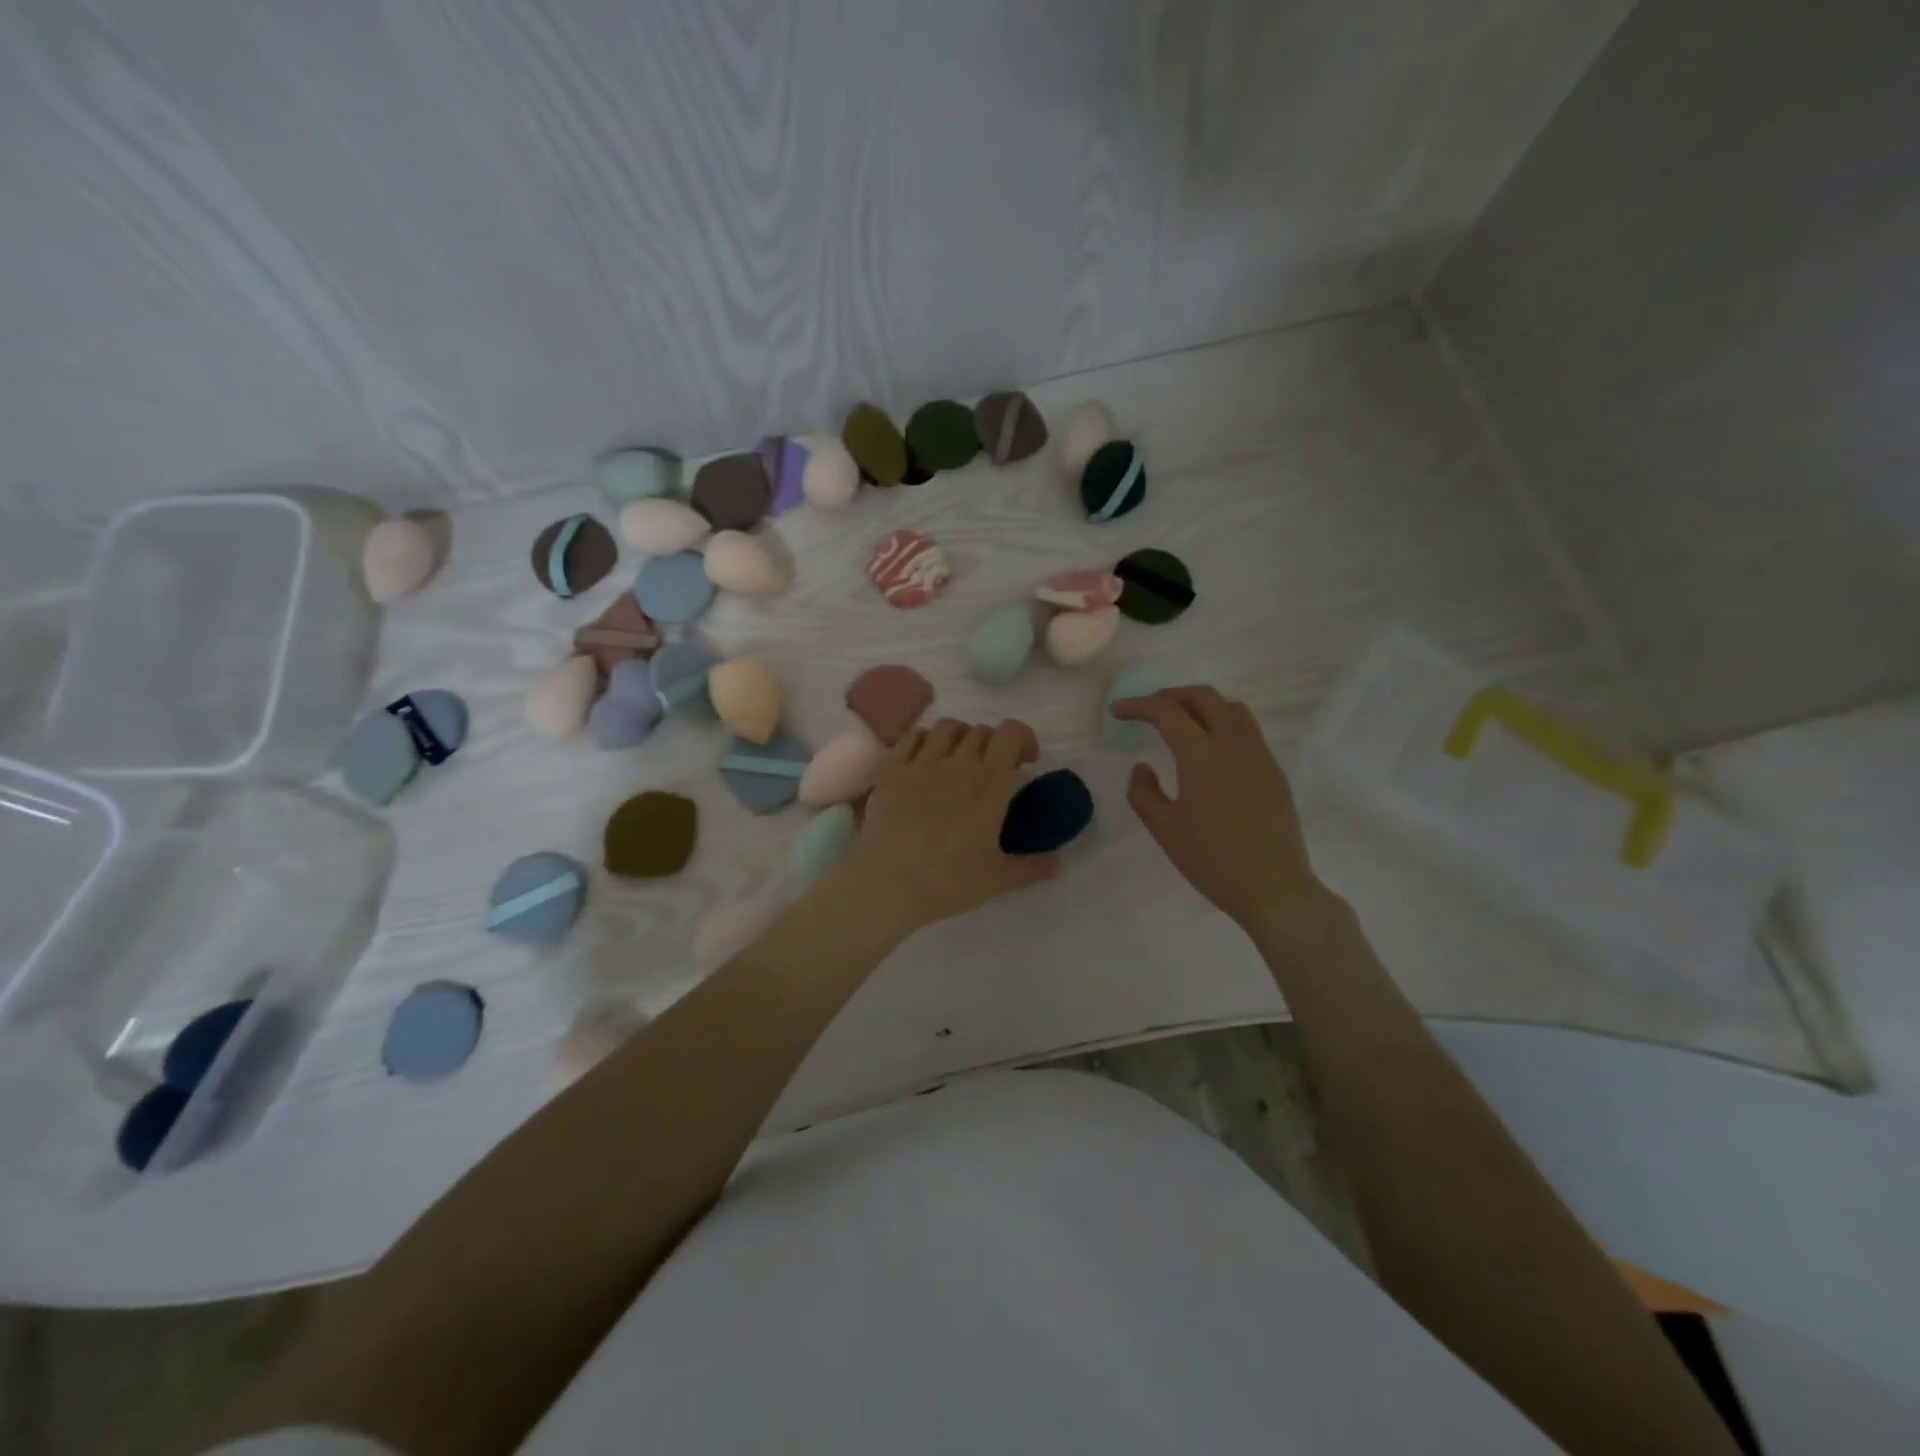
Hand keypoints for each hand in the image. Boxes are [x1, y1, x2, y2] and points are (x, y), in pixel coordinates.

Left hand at [829, 718, 1057, 936]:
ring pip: (948, 727)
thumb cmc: (948, 882)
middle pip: (981, 730)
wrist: (888, 883)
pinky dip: (926, 740)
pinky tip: (926, 760)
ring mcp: (921, 762)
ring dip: (961, 737)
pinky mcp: (891, 769)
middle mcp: (958, 762)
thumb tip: (1057, 861)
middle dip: (994, 744)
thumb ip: (1033, 866)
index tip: (1026, 761)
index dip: (1023, 738)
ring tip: (959, 760)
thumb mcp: (999, 879)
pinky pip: (913, 736)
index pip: (1012, 733)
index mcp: (990, 783)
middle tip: (993, 770)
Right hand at [1112, 687, 1326, 929]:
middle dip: (1171, 696)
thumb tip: (1143, 767)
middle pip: (1203, 697)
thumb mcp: (1164, 829)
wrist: (1273, 887)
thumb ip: (1143, 792)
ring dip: (1201, 706)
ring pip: (1231, 708)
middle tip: (1149, 710)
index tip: (1118, 712)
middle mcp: (1233, 744)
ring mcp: (1259, 755)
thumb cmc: (1212, 859)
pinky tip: (1210, 752)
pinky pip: (1247, 730)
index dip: (1138, 706)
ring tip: (1182, 723)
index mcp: (1202, 754)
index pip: (1166, 712)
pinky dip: (1223, 724)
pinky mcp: (1274, 771)